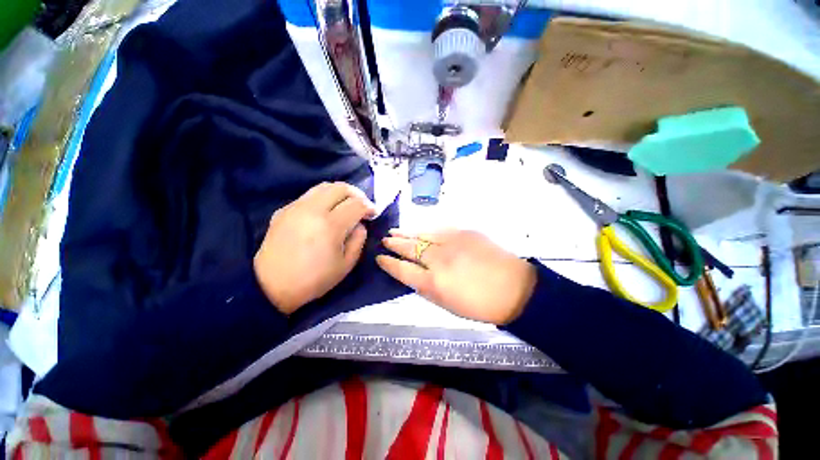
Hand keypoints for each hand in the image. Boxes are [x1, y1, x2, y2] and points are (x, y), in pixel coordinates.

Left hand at [254, 182, 375, 314]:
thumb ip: (359, 240)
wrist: (271, 286)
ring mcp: (295, 207)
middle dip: (357, 194)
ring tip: (346, 204)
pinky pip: (309, 195)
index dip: (369, 206)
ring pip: (323, 187)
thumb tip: (360, 224)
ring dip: (340, 192)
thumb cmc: (314, 279)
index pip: (356, 204)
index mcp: (330, 226)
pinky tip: (325, 211)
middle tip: (362, 205)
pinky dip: (324, 198)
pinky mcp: (284, 210)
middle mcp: (313, 210)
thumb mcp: (346, 265)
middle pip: (340, 188)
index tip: (373, 213)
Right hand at [377, 229, 536, 324]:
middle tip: (384, 241)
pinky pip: (438, 229)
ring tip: (394, 232)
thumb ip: (426, 288)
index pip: (402, 269)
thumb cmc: (480, 304)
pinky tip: (419, 230)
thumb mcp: (447, 304)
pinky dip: (425, 231)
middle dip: (394, 244)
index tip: (380, 258)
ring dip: (406, 234)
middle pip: (410, 249)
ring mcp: (452, 242)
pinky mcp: (464, 232)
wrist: (514, 288)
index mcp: (434, 283)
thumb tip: (412, 275)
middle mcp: (439, 259)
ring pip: (422, 235)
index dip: (389, 264)